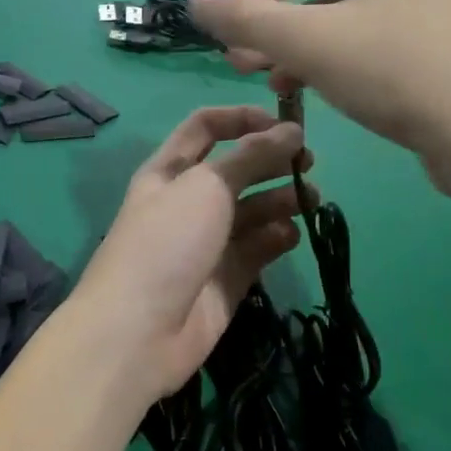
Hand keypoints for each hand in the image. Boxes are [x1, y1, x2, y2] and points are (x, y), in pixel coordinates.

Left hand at [73, 107, 310, 401]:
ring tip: (311, 198)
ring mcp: (207, 242)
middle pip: (235, 169)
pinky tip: (291, 235)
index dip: (242, 118)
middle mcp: (187, 201)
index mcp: (169, 170)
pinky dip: (277, 238)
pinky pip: (258, 248)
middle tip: (309, 162)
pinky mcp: (226, 279)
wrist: (138, 331)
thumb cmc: (166, 242)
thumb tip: (291, 130)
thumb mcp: (206, 186)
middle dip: (271, 160)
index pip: (205, 128)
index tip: (285, 122)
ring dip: (281, 198)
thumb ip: (252, 155)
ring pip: (251, 210)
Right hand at [187, 0, 450, 207]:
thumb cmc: (402, 73)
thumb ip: (245, 18)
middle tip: (238, 43)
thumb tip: (196, 3)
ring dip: (289, 32)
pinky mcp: (434, 38)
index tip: (230, 9)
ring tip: (257, 70)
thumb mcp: (311, 43)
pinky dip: (324, 50)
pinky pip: (363, 29)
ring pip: (338, 1)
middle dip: (268, 3)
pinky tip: (296, 87)